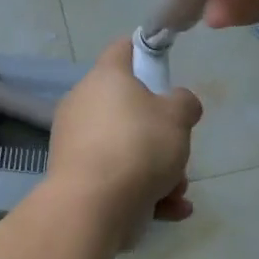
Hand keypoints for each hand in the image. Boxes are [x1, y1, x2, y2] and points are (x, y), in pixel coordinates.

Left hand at [48, 38, 202, 228]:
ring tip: (177, 191)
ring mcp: (75, 142)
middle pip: (129, 109)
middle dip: (160, 134)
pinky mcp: (75, 177)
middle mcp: (83, 104)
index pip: (123, 49)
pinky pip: (115, 176)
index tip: (163, 66)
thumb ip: (184, 103)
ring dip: (157, 170)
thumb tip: (178, 102)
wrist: (92, 207)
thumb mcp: (177, 118)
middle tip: (178, 150)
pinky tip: (170, 210)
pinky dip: (142, 192)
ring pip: (126, 148)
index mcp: (105, 78)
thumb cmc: (138, 147)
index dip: (144, 52)